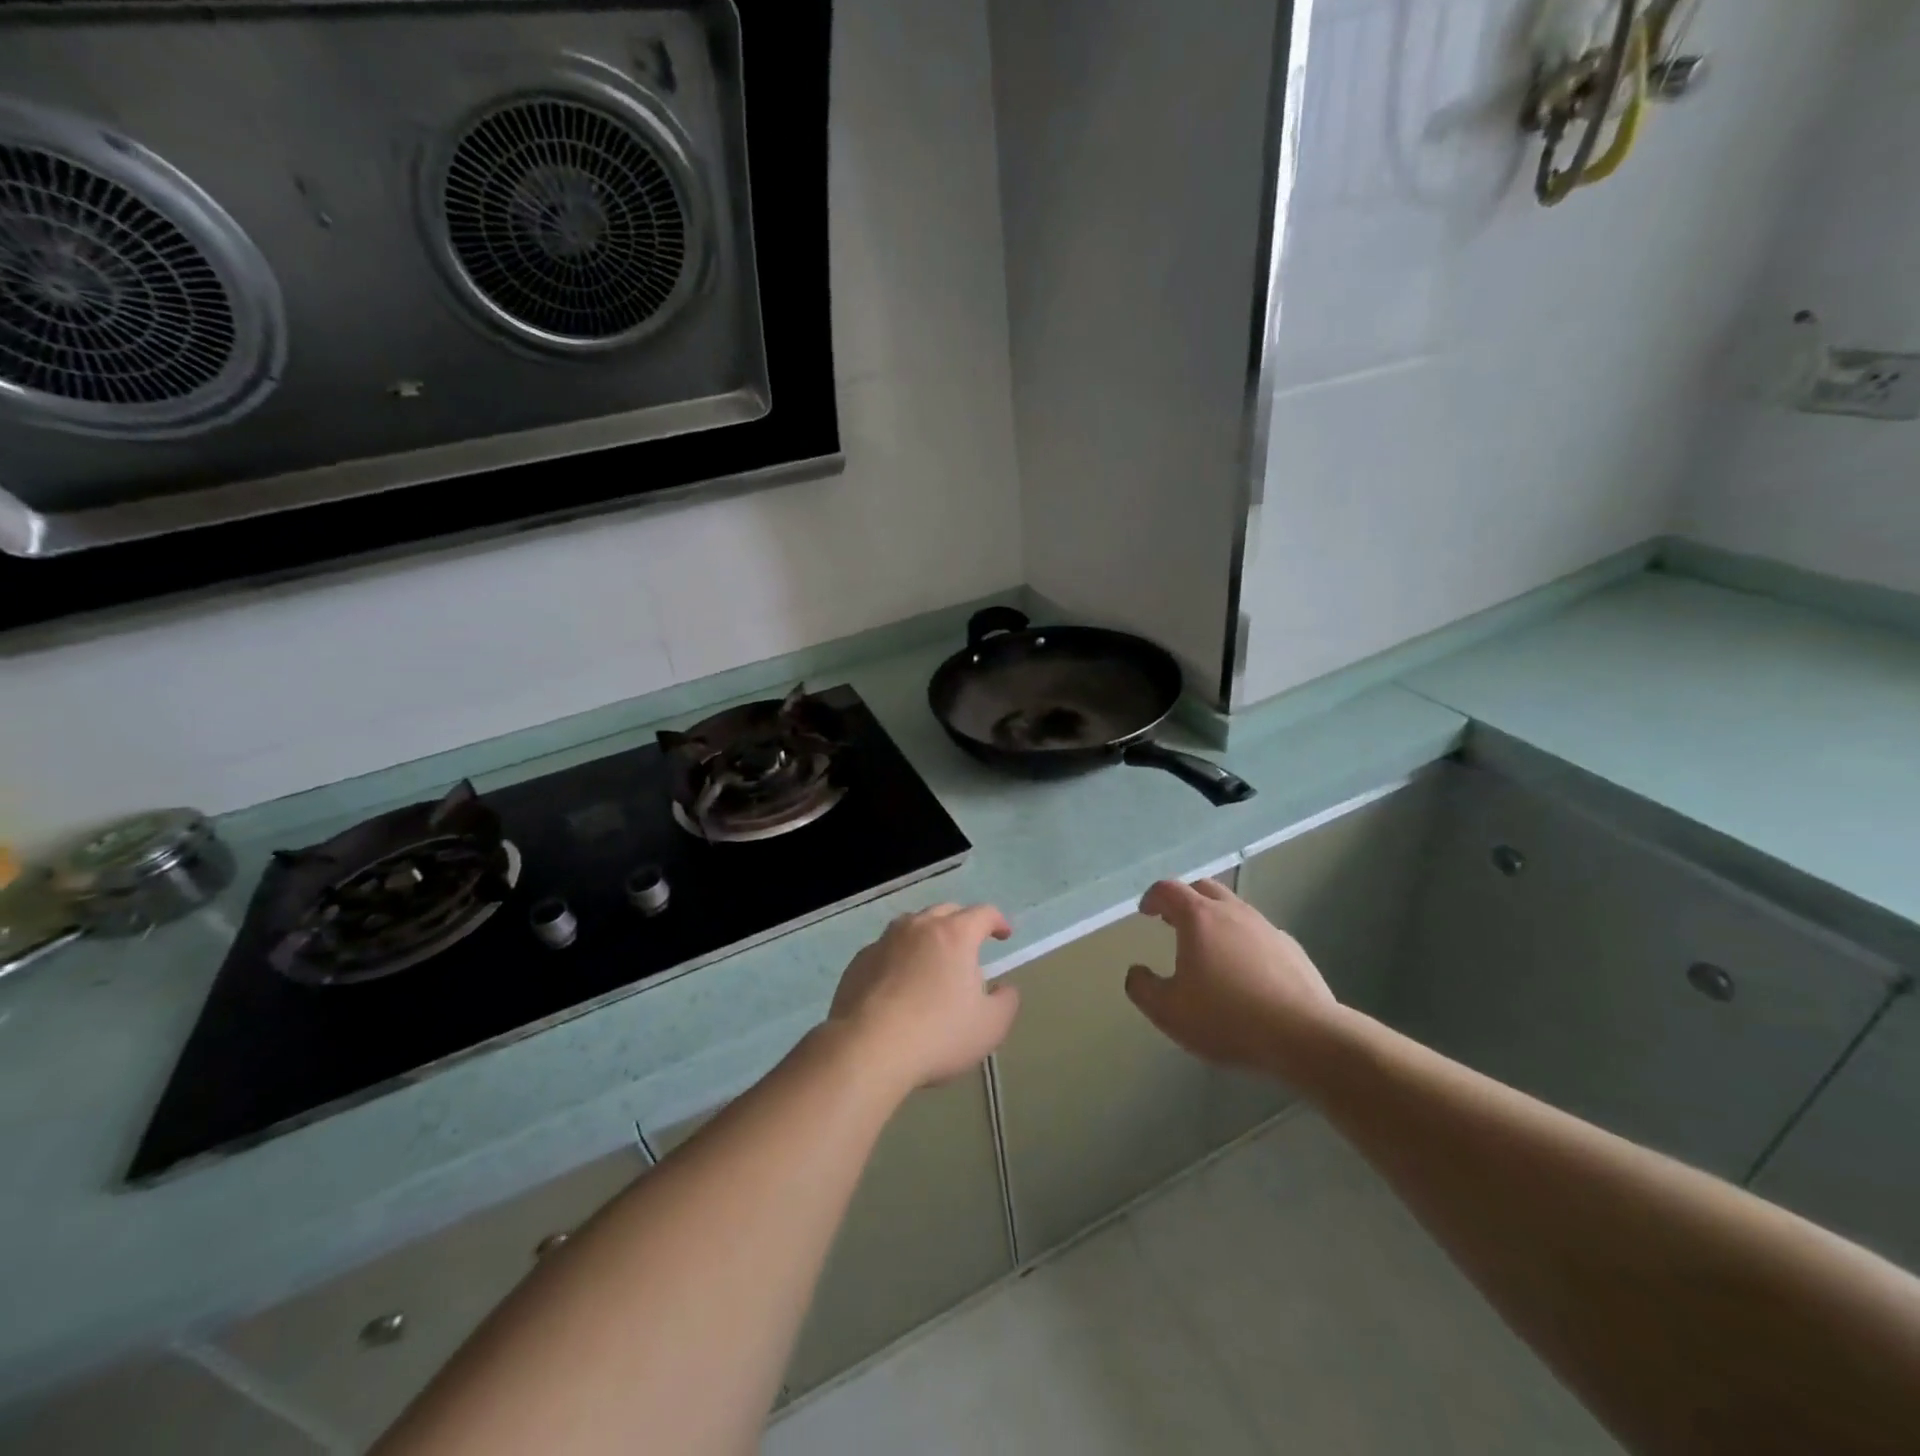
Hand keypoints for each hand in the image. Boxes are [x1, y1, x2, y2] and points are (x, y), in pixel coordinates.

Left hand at [828, 904, 1019, 1091]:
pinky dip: (899, 957)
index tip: (1003, 935)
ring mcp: (885, 941)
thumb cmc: (937, 1034)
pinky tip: (898, 982)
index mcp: (955, 935)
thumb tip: (1004, 988)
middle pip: (945, 912)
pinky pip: (886, 949)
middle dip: (962, 923)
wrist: (868, 1049)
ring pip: (912, 925)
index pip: (983, 913)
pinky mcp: (859, 960)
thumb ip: (1006, 1002)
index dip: (997, 921)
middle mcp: (918, 927)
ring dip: (927, 935)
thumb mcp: (990, 1027)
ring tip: (932, 959)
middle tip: (969, 946)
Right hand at [1125, 878, 1342, 1079]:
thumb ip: (1143, 988)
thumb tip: (1136, 972)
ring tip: (1208, 949)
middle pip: (1204, 888)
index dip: (1152, 897)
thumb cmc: (1228, 1019)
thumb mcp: (1169, 1012)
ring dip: (1215, 919)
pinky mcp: (1292, 950)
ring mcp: (1267, 928)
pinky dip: (1243, 941)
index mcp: (1199, 918)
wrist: (1306, 1037)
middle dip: (1184, 900)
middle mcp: (1233, 912)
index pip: (1168, 889)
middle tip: (1173, 922)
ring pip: (1234, 909)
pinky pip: (1259, 934)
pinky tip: (1245, 972)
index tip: (1145, 912)